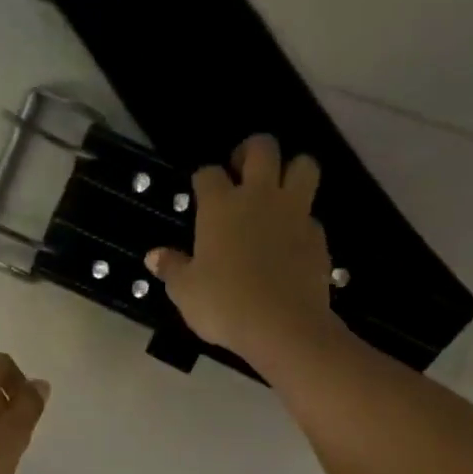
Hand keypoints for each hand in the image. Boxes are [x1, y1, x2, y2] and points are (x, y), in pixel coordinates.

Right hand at [144, 134, 339, 367]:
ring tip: (277, 194)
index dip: (203, 179)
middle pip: (262, 148)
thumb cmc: (224, 305)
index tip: (200, 192)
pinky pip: (312, 215)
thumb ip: (172, 269)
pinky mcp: (318, 236)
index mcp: (220, 206)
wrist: (282, 325)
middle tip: (242, 172)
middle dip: (251, 151)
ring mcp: (294, 213)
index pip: (208, 173)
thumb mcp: (186, 292)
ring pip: (303, 166)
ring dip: (291, 171)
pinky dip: (302, 222)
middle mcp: (259, 197)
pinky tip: (291, 242)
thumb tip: (154, 256)